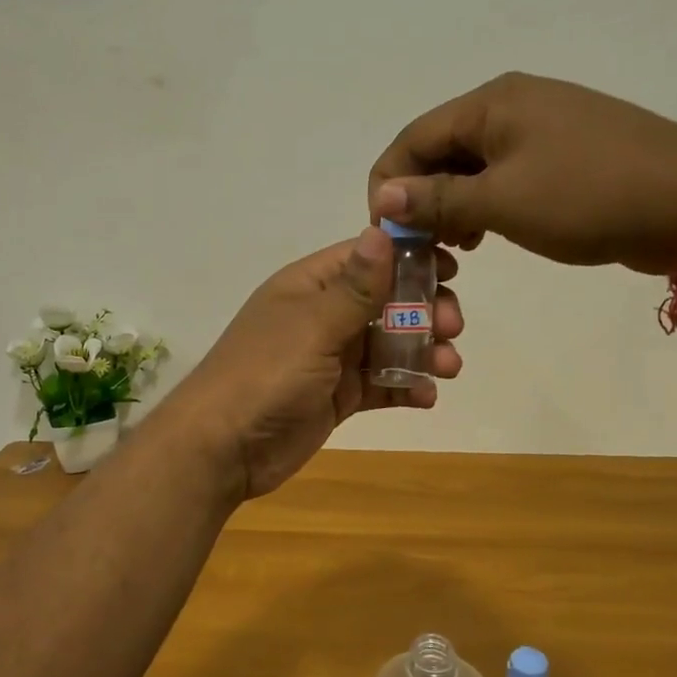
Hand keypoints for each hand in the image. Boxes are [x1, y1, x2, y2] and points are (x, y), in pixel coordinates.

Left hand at [163, 228, 463, 498]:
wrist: (224, 448)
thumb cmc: (266, 375)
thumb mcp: (314, 326)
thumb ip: (354, 286)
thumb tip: (381, 229)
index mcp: (309, 287)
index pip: (365, 258)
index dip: (409, 259)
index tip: (452, 268)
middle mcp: (321, 316)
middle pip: (384, 302)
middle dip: (423, 310)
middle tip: (452, 327)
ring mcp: (329, 359)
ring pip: (387, 344)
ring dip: (422, 351)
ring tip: (447, 367)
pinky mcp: (336, 397)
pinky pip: (379, 384)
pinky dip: (405, 387)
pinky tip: (426, 396)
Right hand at [368, 72, 676, 274]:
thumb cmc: (586, 196)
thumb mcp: (502, 201)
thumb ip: (437, 198)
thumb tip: (383, 195)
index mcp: (491, 103)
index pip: (413, 138)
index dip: (389, 184)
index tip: (385, 232)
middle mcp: (511, 104)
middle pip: (440, 150)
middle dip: (422, 198)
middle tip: (421, 246)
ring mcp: (541, 127)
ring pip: (472, 165)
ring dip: (452, 205)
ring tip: (455, 246)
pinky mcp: (563, 153)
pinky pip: (504, 174)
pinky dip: (484, 204)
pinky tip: (486, 234)